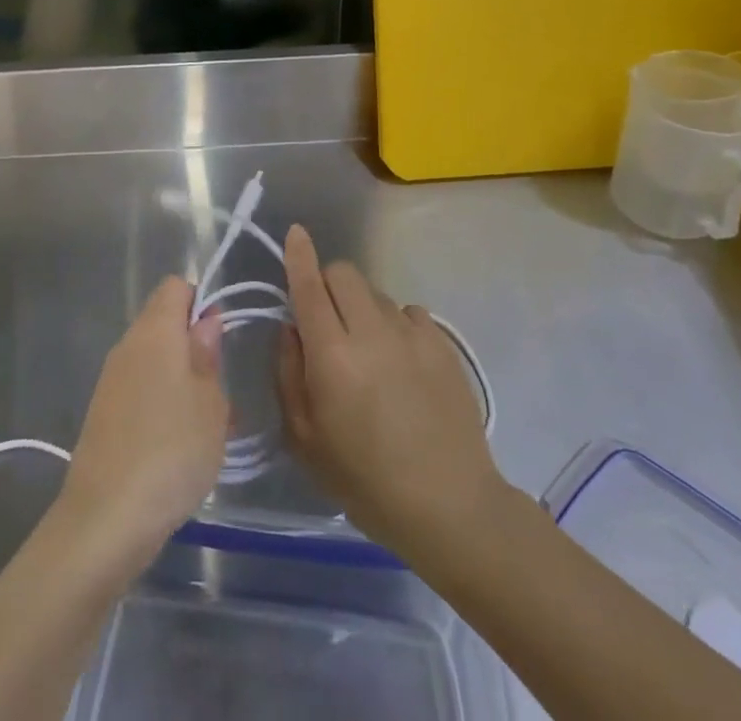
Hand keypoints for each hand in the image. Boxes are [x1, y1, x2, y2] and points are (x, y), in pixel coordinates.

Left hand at [58, 277, 227, 575]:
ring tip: (206, 424)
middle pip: (162, 322)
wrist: (106, 518)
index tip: (220, 338)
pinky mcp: (103, 413)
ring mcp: (111, 379)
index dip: (200, 301)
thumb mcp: (210, 403)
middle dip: (193, 345)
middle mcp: (128, 345)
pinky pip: (139, 389)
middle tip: (219, 388)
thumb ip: (208, 355)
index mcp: (155, 331)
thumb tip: (205, 320)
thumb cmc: (172, 450)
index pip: (175, 287)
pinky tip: (178, 445)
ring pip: (153, 359)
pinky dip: (160, 403)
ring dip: (180, 378)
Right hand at [276, 225, 498, 557]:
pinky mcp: (442, 344)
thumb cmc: (366, 482)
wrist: (451, 506)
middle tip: (328, 320)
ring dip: (361, 308)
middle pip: (344, 273)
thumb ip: (289, 374)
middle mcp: (371, 332)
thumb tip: (291, 328)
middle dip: (328, 283)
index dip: (299, 256)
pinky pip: (408, 312)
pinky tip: (401, 362)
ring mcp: (412, 335)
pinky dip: (395, 325)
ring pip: (375, 293)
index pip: (310, 287)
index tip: (295, 233)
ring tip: (369, 353)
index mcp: (332, 356)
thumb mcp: (305, 440)